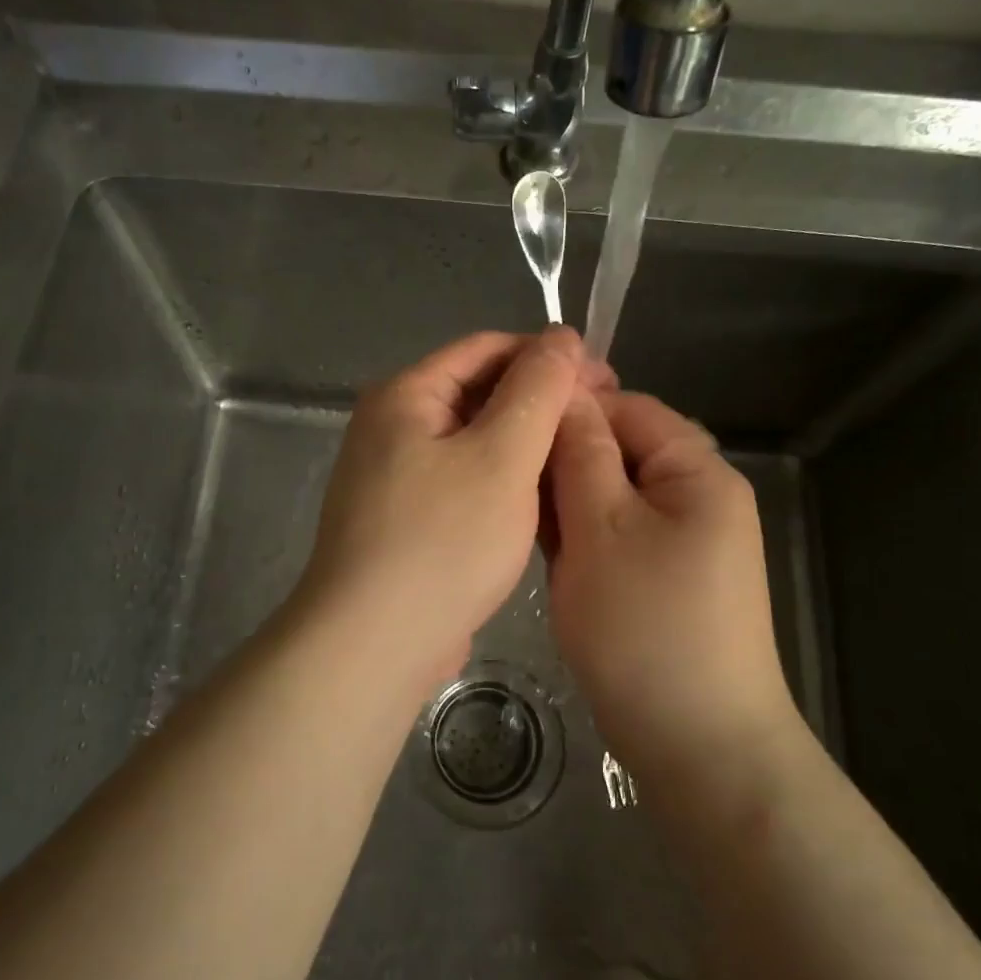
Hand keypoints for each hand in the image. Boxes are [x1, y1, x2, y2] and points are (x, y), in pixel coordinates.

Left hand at [296, 328, 594, 691]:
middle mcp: (392, 426)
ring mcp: (395, 476)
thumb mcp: (502, 455)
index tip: (606, 379)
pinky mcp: (406, 519)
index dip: (548, 356)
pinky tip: (540, 501)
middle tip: (601, 424)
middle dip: (540, 403)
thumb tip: (561, 335)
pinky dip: (502, 482)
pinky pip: (463, 481)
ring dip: (525, 446)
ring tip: (580, 461)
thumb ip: (537, 389)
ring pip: (474, 442)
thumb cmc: (443, 541)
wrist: (374, 643)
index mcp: (406, 395)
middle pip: (478, 393)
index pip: (487, 349)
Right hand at [545, 389, 799, 790]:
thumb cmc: (645, 626)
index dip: (570, 408)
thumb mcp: (600, 527)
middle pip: (620, 452)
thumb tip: (566, 392)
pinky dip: (580, 537)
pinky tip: (540, 548)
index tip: (509, 424)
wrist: (696, 746)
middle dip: (563, 460)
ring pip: (610, 497)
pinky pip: (614, 536)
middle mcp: (696, 498)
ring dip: (566, 501)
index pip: (628, 409)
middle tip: (503, 477)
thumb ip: (580, 453)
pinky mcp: (661, 579)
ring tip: (514, 512)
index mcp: (697, 473)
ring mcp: (681, 543)